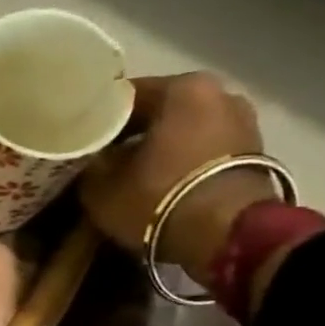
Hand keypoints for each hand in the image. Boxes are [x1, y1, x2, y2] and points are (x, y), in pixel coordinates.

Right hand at [79, 72, 274, 290]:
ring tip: (124, 172)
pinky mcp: (252, 152)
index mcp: (182, 88)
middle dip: (126, 132)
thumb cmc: (158, 199)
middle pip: (155, 110)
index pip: (120, 95)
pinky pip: (199, 148)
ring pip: (179, 129)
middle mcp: (218, 93)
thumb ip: (90, 163)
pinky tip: (154, 181)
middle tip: (95, 156)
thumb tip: (90, 158)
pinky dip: (177, 160)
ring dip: (153, 147)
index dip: (92, 118)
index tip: (73, 138)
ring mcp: (241, 122)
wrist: (227, 237)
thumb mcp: (100, 185)